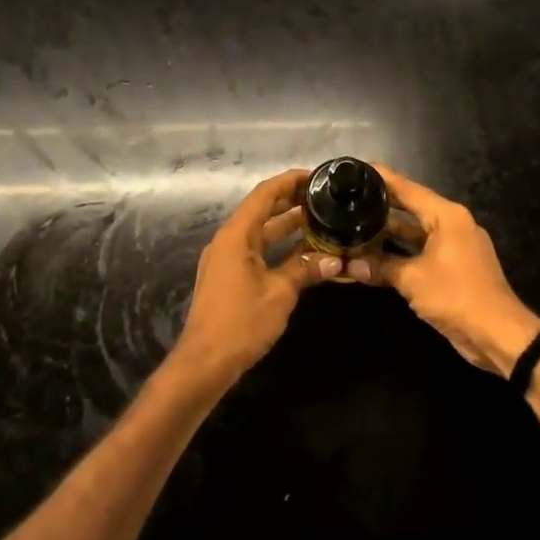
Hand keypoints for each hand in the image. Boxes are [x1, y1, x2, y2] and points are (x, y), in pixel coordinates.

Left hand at [169, 170, 341, 390]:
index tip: (316, 176)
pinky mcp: (228, 277)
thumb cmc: (241, 322)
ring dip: (286, 225)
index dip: (290, 181)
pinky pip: (256, 250)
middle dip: (291, 201)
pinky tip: (301, 252)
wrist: (204, 362)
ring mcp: (226, 259)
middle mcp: (228, 240)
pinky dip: (277, 246)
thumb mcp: (280, 293)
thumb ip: (304, 269)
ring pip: (259, 232)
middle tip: (324, 198)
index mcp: (237, 235)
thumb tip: (334, 258)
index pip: (265, 194)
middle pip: (261, 210)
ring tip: (319, 219)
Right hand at [366, 166, 539, 374]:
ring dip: (390, 234)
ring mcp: (455, 247)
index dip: (383, 178)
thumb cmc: (457, 296)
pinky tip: (377, 256)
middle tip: (351, 199)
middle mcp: (453, 225)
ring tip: (356, 226)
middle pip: (412, 208)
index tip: (358, 170)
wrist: (498, 335)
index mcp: (447, 216)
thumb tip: (350, 265)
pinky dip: (402, 253)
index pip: (408, 189)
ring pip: (416, 232)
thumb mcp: (413, 279)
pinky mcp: (455, 268)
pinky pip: (423, 251)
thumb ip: (381, 267)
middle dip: (383, 206)